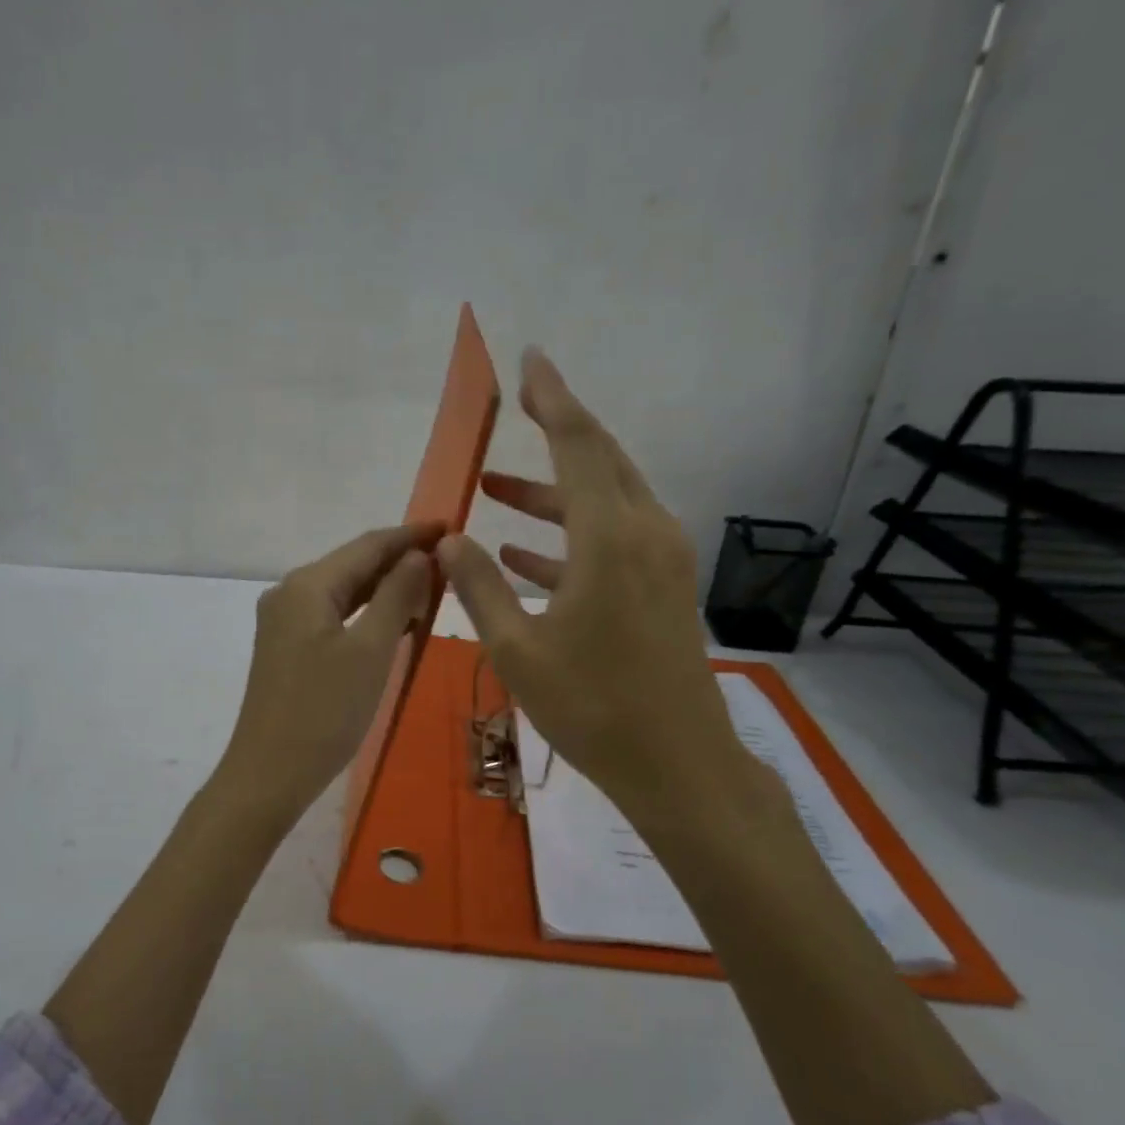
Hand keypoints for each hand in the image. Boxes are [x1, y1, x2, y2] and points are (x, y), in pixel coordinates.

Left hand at [219, 521, 444, 821]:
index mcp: (308, 585)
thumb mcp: (371, 650)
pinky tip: (395, 623)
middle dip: (400, 561)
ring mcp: (284, 621)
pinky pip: (333, 616)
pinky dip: (366, 614)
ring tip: (432, 592)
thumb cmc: (324, 711)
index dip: (411, 535)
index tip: (451, 527)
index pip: (368, 545)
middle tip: (450, 565)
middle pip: (353, 565)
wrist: (269, 773)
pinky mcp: (286, 647)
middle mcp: (290, 593)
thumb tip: (419, 555)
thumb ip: (396, 595)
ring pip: (344, 592)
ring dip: (385, 589)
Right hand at [438, 349, 758, 832]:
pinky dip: (570, 536)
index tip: (531, 360)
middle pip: (600, 460)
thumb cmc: (592, 707)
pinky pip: (613, 540)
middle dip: (557, 431)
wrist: (677, 764)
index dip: (553, 397)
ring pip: (606, 501)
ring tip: (496, 489)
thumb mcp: (517, 648)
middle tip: (519, 406)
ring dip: (552, 494)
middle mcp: (645, 533)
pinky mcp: (664, 588)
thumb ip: (478, 585)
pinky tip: (524, 553)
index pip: (579, 444)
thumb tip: (447, 537)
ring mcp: (662, 561)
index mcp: (610, 538)